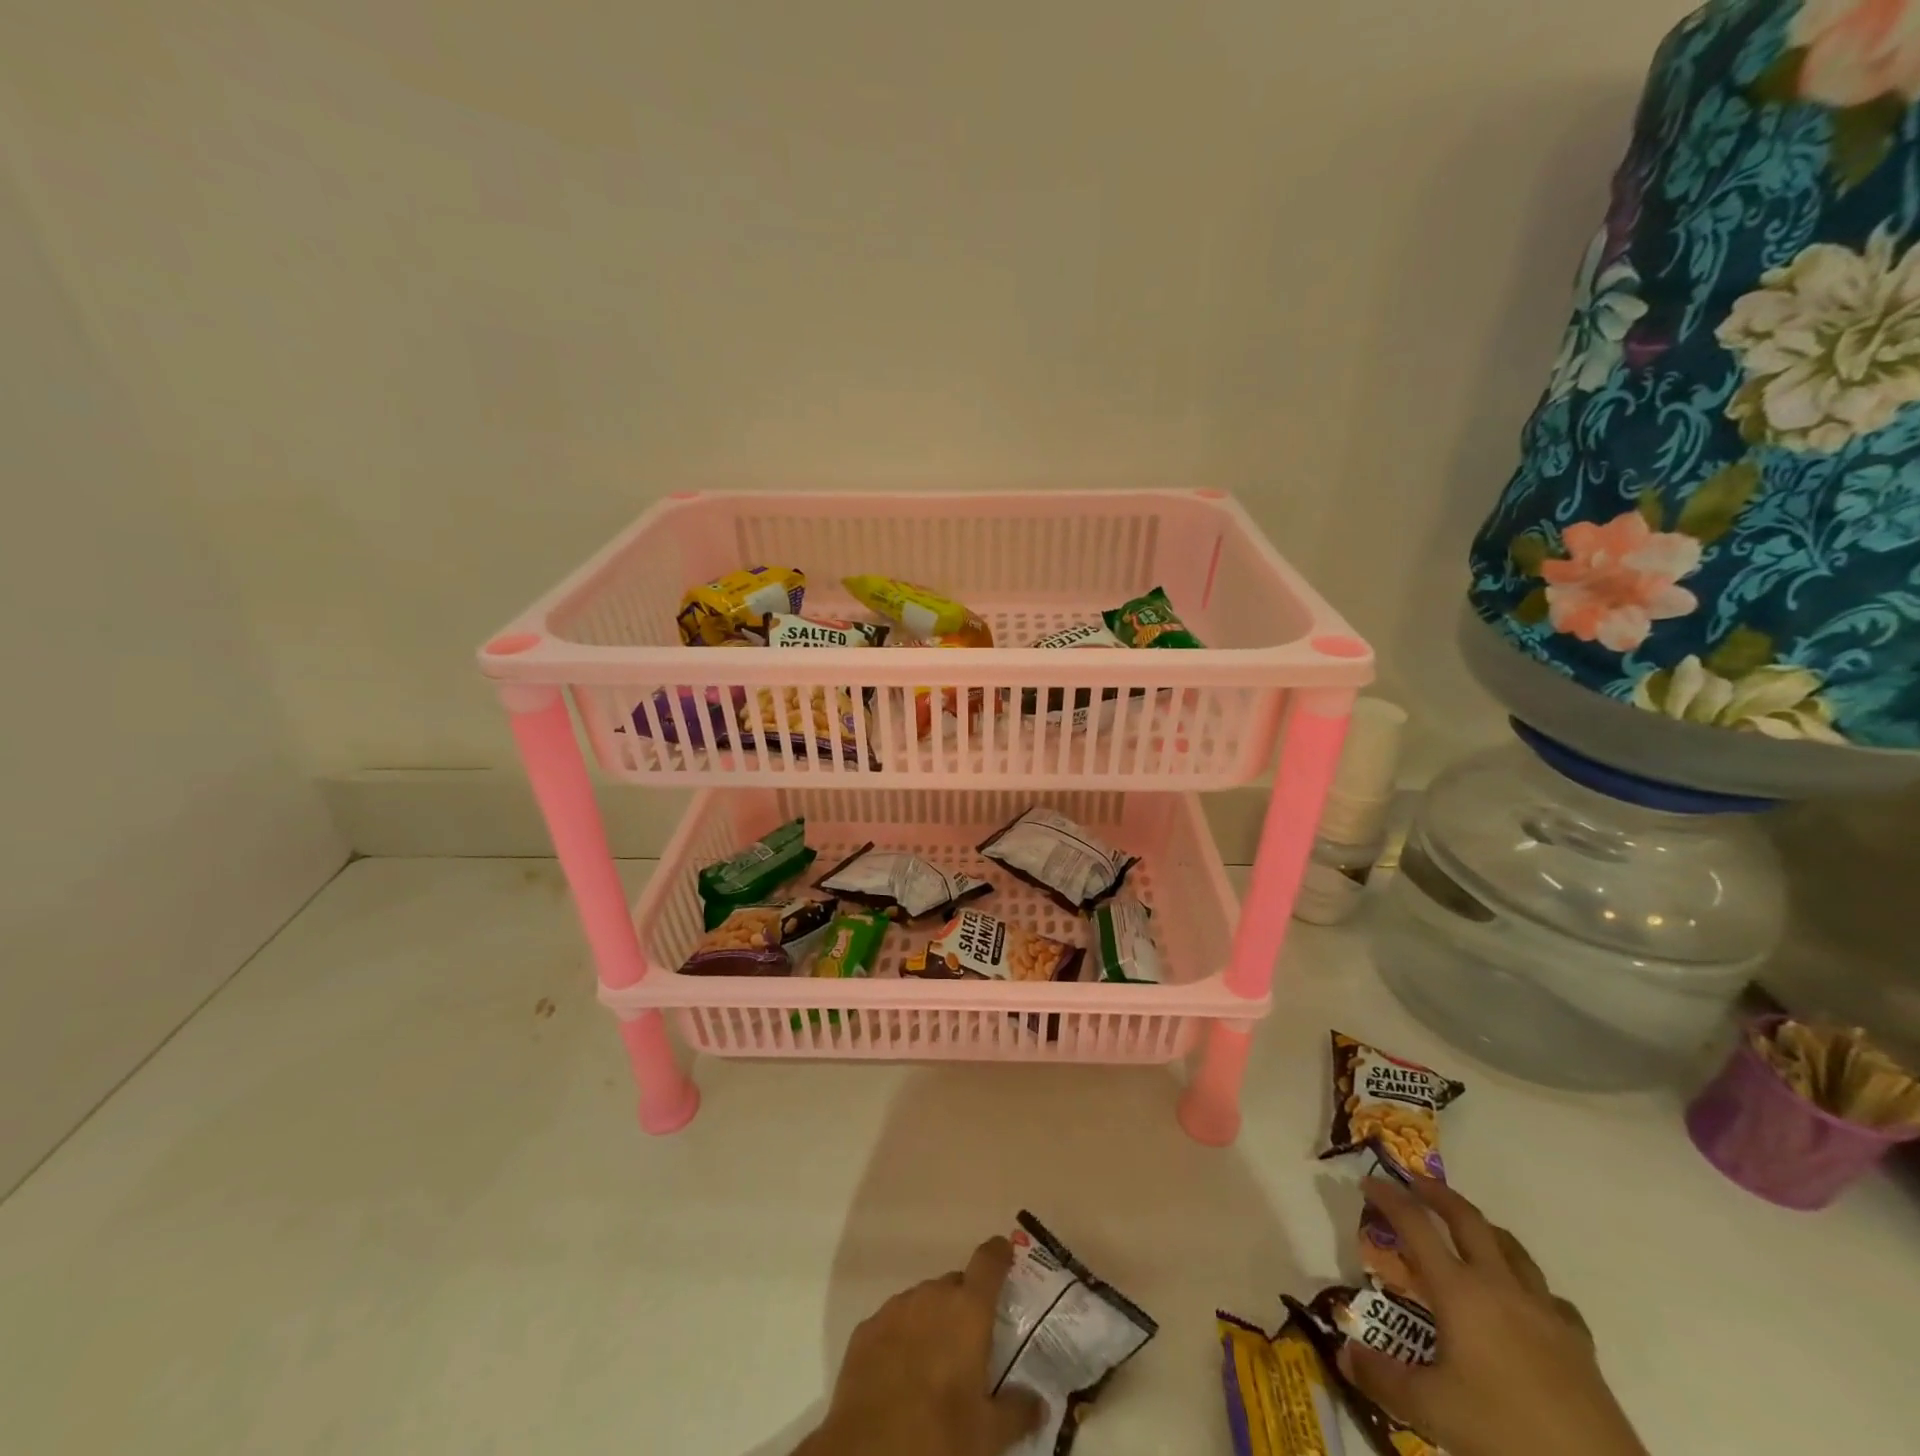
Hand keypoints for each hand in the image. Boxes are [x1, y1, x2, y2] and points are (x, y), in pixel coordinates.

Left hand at [796, 1236, 1044, 1455]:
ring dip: (933, 1319)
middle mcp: (932, 1296)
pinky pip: (894, 1321)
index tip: (1005, 1253)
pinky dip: (903, 1336)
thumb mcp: (988, 1434)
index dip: (999, 1254)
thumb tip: (1040, 1403)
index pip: (988, 1261)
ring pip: (923, 1301)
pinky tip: (902, 1371)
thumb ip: (1018, 1411)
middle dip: (964, 1305)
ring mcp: (895, 1308)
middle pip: (954, 1285)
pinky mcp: (866, 1328)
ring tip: (935, 1362)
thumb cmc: (939, 1435)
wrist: (869, 1452)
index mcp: (967, 1310)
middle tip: (971, 1343)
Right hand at [1342, 1175, 1647, 1455]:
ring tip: (1466, 1230)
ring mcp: (1544, 1312)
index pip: (1415, 1225)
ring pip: (1512, 1248)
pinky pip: (1549, 1295)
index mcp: (1459, 1291)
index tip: (1368, 1180)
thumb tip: (1343, 1354)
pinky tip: (1524, 1302)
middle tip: (1414, 1182)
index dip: (1389, 1198)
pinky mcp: (1578, 1344)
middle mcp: (1500, 1286)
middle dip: (1437, 1194)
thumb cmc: (1506, 1434)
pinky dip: (1528, 1284)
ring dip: (1483, 1228)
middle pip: (1468, 1220)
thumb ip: (1382, 1378)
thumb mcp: (1432, 1411)